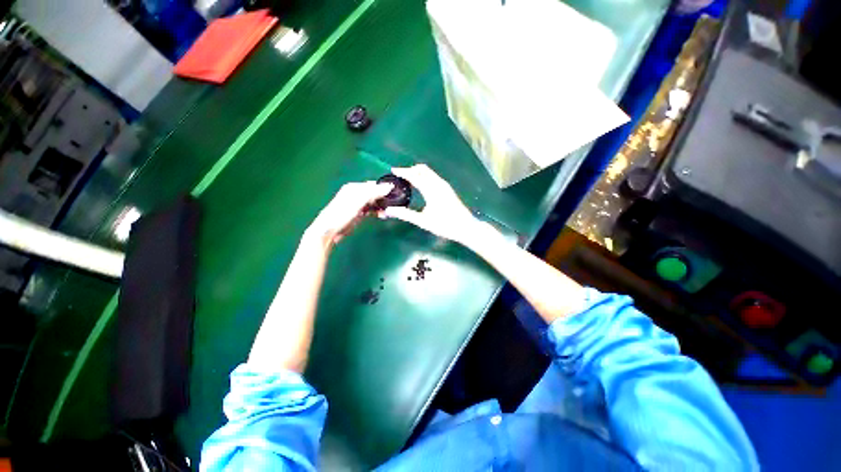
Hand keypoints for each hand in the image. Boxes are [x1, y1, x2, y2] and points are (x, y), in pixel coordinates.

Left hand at [306, 181, 392, 246]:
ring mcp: (357, 204)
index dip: (383, 188)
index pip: (372, 185)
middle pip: (374, 193)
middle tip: (393, 203)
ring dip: (381, 206)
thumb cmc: (342, 213)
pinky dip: (377, 212)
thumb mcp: (358, 201)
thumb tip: (389, 187)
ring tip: (389, 211)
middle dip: (383, 198)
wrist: (330, 231)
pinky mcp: (359, 214)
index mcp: (354, 187)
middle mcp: (356, 194)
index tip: (395, 193)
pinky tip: (383, 215)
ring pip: (373, 202)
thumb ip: (373, 193)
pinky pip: (371, 210)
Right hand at [381, 164, 480, 243]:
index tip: (393, 170)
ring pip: (428, 172)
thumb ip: (406, 214)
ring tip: (407, 178)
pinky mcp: (447, 188)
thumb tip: (389, 210)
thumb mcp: (423, 221)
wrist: (465, 227)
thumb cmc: (444, 225)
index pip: (414, 175)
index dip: (403, 172)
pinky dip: (424, 176)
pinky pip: (433, 176)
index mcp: (431, 190)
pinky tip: (421, 184)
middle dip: (410, 169)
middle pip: (422, 169)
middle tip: (399, 175)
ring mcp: (444, 185)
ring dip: (417, 172)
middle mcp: (438, 184)